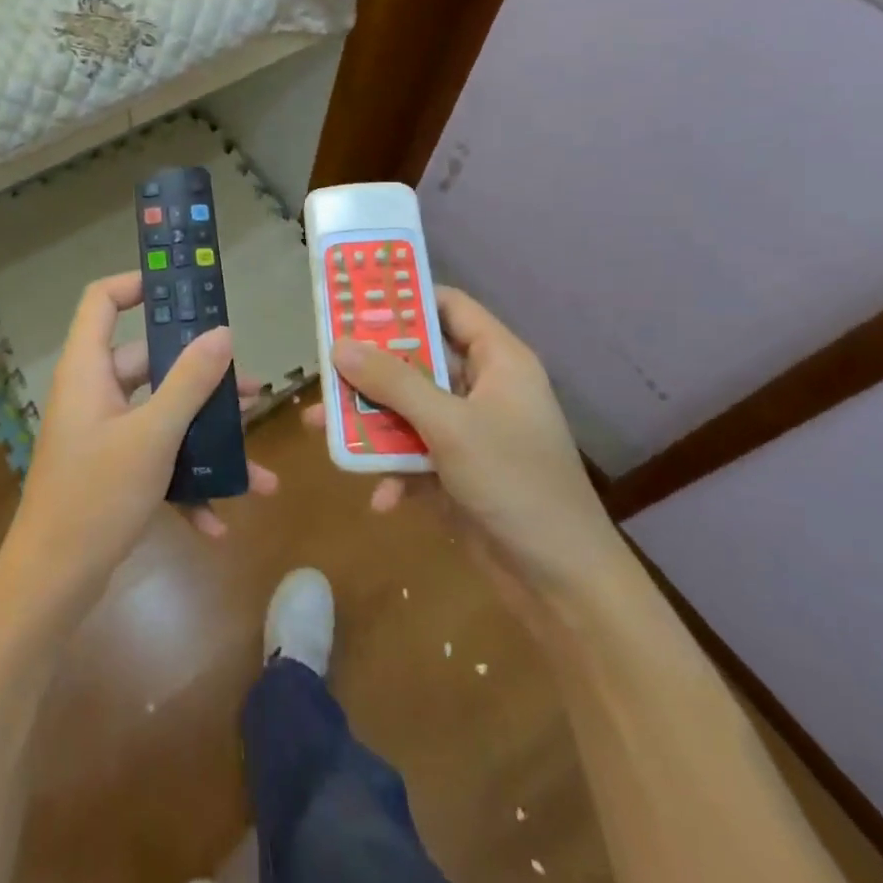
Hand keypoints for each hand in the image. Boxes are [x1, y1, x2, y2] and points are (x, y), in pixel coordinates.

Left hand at [7, 273, 277, 595]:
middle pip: (149, 363)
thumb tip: (222, 333)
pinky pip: (155, 459)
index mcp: (88, 370)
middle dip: (202, 377)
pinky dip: (184, 483)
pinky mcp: (111, 469)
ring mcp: (102, 434)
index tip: (186, 291)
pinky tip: (218, 520)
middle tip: (251, 388)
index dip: (138, 285)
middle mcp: (93, 393)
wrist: (52, 582)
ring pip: (161, 416)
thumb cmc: (97, 495)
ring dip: (205, 437)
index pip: (102, 301)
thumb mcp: (152, 435)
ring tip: (256, 461)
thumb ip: (189, 381)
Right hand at [303, 287, 620, 603]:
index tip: (355, 299)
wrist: (563, 583)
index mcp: (499, 362)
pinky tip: (380, 498)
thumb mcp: (449, 425)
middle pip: (419, 360)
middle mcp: (484, 389)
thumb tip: (340, 345)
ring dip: (370, 421)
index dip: (406, 298)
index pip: (450, 307)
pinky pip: (415, 455)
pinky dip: (395, 470)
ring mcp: (471, 432)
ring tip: (320, 427)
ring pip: (409, 409)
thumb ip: (393, 383)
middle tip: (325, 363)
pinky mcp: (460, 472)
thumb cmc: (515, 483)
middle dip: (371, 367)